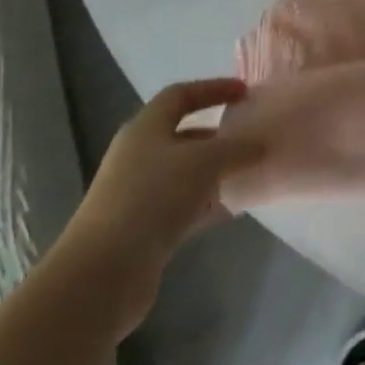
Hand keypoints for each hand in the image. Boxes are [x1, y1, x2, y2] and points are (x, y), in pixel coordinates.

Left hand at [53, 78, 262, 333]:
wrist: (101, 276)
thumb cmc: (153, 198)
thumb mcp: (204, 162)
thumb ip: (238, 148)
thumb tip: (262, 143)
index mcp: (146, 128)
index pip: (181, 95)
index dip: (213, 89)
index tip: (245, 93)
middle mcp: (138, 155)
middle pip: (182, 134)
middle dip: (217, 134)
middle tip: (250, 136)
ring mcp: (137, 194)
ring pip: (184, 172)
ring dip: (214, 172)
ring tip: (249, 172)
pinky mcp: (141, 230)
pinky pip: (182, 205)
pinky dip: (206, 203)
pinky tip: (232, 209)